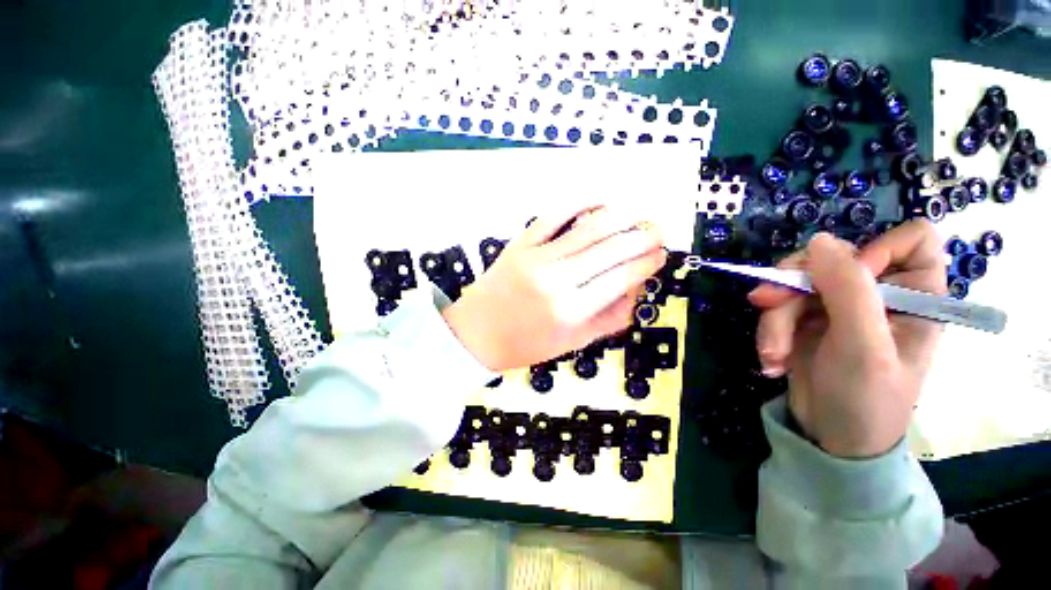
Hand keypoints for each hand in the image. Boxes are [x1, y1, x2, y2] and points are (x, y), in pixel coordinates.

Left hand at [442, 205, 665, 371]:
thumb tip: (637, 287)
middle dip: (643, 236)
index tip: (662, 254)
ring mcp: (537, 257)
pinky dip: (580, 202)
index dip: (648, 262)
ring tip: (638, 215)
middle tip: (658, 231)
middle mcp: (557, 280)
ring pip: (588, 228)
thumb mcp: (574, 342)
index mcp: (572, 310)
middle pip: (611, 248)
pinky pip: (553, 215)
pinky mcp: (521, 243)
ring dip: (621, 217)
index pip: (622, 277)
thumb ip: (610, 317)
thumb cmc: (527, 344)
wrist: (478, 333)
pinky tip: (599, 200)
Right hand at [747, 221, 945, 457]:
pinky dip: (769, 329)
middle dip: (795, 287)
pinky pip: (780, 304)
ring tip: (773, 352)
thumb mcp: (863, 346)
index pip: (911, 241)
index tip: (846, 280)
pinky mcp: (807, 318)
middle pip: (833, 258)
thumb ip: (849, 290)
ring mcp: (839, 306)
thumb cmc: (865, 399)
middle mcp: (878, 294)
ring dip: (775, 317)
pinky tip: (772, 358)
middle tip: (767, 306)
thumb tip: (819, 240)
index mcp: (916, 296)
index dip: (877, 251)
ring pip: (797, 283)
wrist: (830, 439)